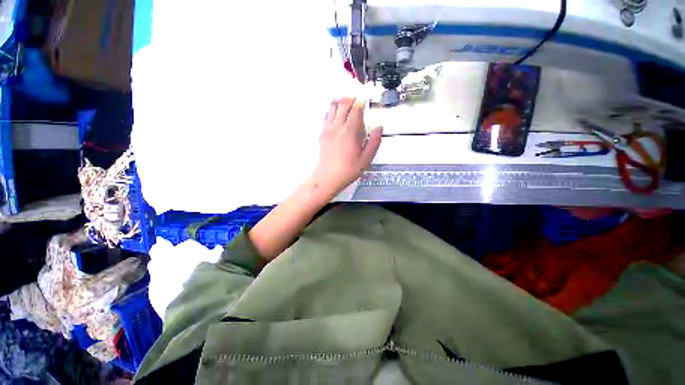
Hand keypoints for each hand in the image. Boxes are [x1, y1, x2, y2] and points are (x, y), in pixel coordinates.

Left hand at [312, 97, 382, 197]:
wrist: (328, 177)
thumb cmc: (347, 170)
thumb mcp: (366, 159)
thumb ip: (374, 142)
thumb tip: (379, 128)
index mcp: (350, 131)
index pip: (356, 108)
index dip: (362, 102)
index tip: (366, 101)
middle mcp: (338, 126)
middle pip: (344, 103)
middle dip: (352, 99)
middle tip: (358, 102)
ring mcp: (328, 129)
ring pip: (333, 106)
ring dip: (341, 102)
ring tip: (347, 105)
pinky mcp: (322, 133)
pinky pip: (326, 115)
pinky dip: (332, 110)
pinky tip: (336, 115)